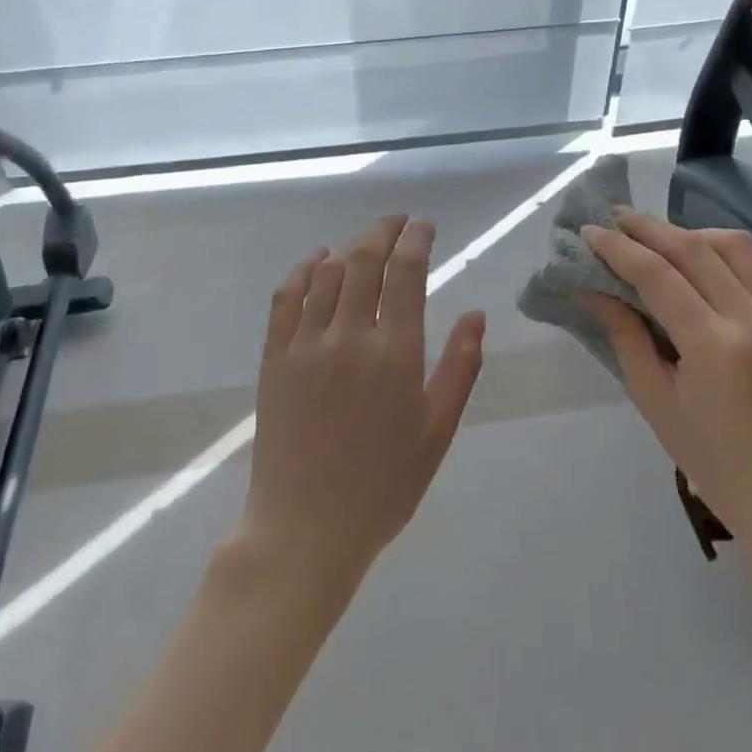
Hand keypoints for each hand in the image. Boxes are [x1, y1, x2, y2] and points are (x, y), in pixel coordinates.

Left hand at [240, 216, 486, 588]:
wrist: (305, 530)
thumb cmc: (383, 487)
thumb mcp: (436, 433)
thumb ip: (460, 368)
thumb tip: (477, 315)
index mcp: (394, 354)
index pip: (405, 273)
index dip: (416, 240)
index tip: (424, 225)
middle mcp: (348, 337)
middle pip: (364, 260)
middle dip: (384, 231)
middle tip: (398, 222)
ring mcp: (305, 345)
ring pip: (328, 272)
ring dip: (351, 246)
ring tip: (367, 240)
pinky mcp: (274, 358)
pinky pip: (287, 297)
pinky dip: (304, 269)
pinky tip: (317, 260)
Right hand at [582, 210, 751, 566]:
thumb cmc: (712, 461)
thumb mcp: (655, 401)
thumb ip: (625, 337)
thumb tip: (592, 289)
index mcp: (714, 347)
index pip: (658, 275)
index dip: (618, 248)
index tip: (588, 232)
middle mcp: (751, 319)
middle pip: (694, 249)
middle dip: (648, 227)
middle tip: (612, 217)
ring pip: (732, 245)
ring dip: (688, 232)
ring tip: (654, 236)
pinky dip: (721, 249)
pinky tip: (697, 255)